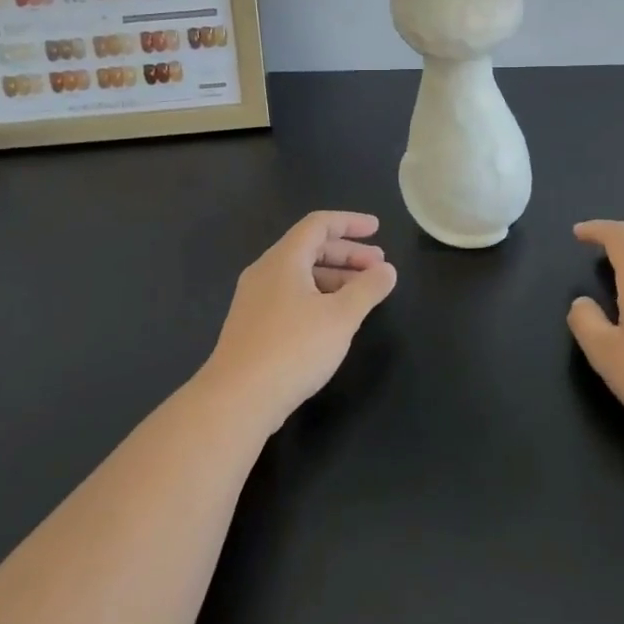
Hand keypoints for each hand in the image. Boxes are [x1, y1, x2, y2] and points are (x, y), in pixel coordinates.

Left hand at [201, 211, 398, 428]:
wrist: (236, 401)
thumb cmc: (293, 348)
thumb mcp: (341, 317)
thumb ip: (368, 289)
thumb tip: (387, 270)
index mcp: (284, 259)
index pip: (319, 224)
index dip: (350, 222)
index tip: (377, 229)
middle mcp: (265, 272)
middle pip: (310, 248)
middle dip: (348, 253)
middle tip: (379, 266)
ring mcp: (255, 300)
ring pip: (301, 275)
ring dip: (335, 277)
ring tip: (363, 293)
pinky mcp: (252, 327)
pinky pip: (291, 296)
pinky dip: (318, 296)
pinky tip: (334, 319)